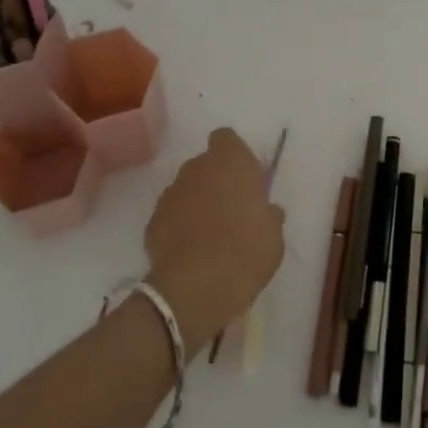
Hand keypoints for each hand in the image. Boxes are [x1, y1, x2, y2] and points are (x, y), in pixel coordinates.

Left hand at [144, 128, 285, 354]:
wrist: (195, 288)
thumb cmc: (246, 251)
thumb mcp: (274, 235)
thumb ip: (269, 215)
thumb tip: (266, 211)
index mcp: (231, 162)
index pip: (226, 138)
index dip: (234, 155)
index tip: (245, 179)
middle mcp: (197, 169)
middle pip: (205, 164)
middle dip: (216, 180)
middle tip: (231, 209)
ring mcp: (171, 194)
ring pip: (187, 188)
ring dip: (197, 202)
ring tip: (210, 233)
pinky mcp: (153, 221)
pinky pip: (172, 214)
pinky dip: (179, 225)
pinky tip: (191, 249)